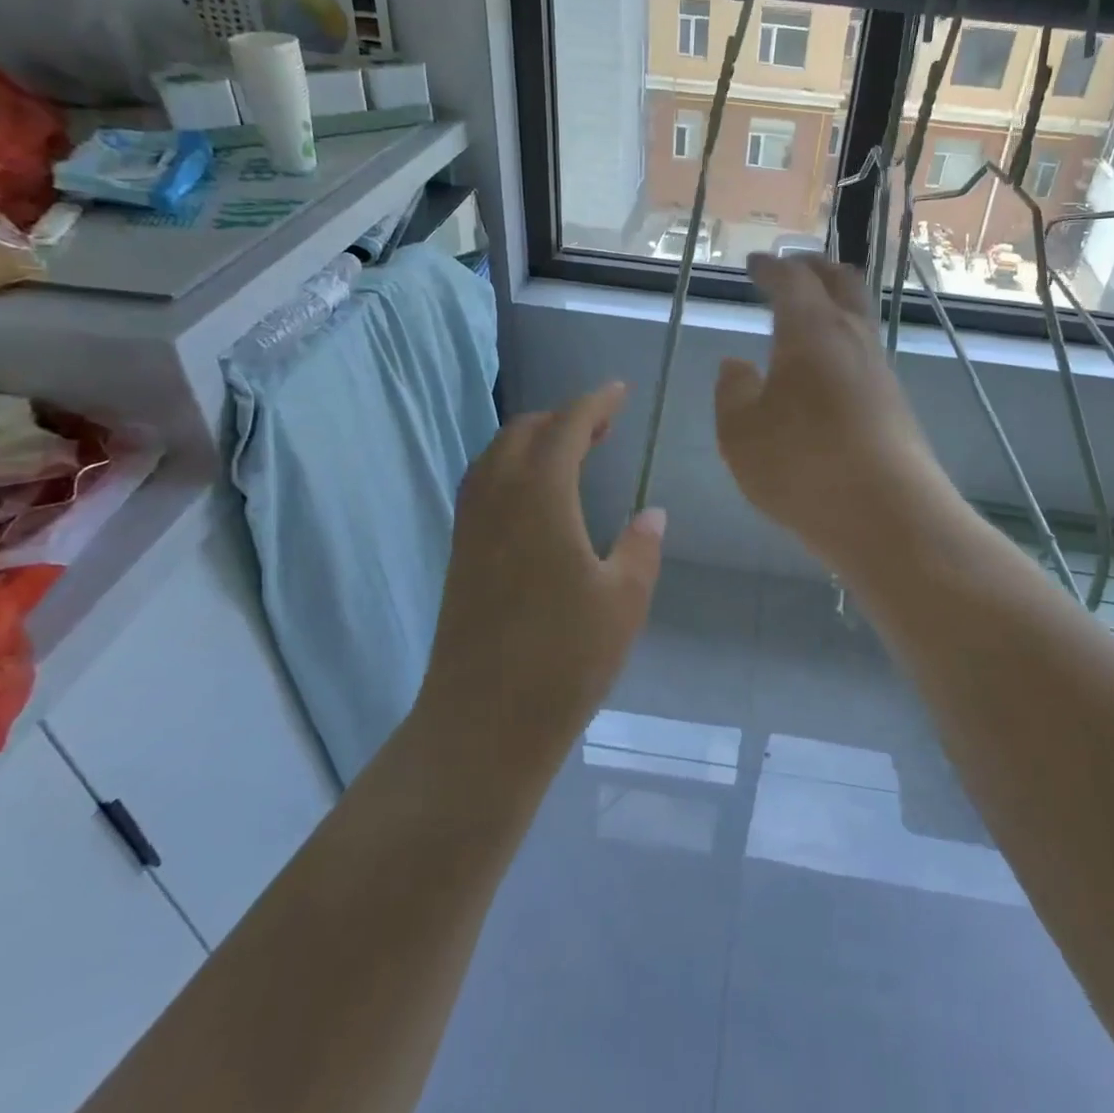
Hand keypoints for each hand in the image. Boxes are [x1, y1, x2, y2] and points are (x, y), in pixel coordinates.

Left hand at [420, 383, 665, 772]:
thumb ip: (641, 548)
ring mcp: (471, 526)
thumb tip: (653, 515)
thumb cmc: (564, 659)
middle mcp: (497, 498)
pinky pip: (483, 484)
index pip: (566, 427)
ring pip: (497, 455)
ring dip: (534, 441)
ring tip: (573, 455)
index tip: (619, 391)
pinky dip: (512, 468)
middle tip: (603, 427)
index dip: (594, 403)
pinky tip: (536, 497)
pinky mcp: (460, 553)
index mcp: (540, 497)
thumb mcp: (624, 601)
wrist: (484, 722)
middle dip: (563, 417)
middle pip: (523, 432)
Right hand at [715, 253, 954, 566]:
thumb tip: (736, 365)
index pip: (791, 280)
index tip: (756, 263)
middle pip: (842, 282)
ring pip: (859, 317)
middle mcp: (852, 339)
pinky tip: (827, 370)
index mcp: (810, 331)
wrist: (886, 516)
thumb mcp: (740, 433)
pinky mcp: (895, 404)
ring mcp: (880, 371)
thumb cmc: (801, 466)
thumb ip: (732, 392)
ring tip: (809, 314)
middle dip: (815, 268)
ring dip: (835, 304)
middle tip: (793, 267)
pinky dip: (842, 342)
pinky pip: (864, 354)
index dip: (771, 267)